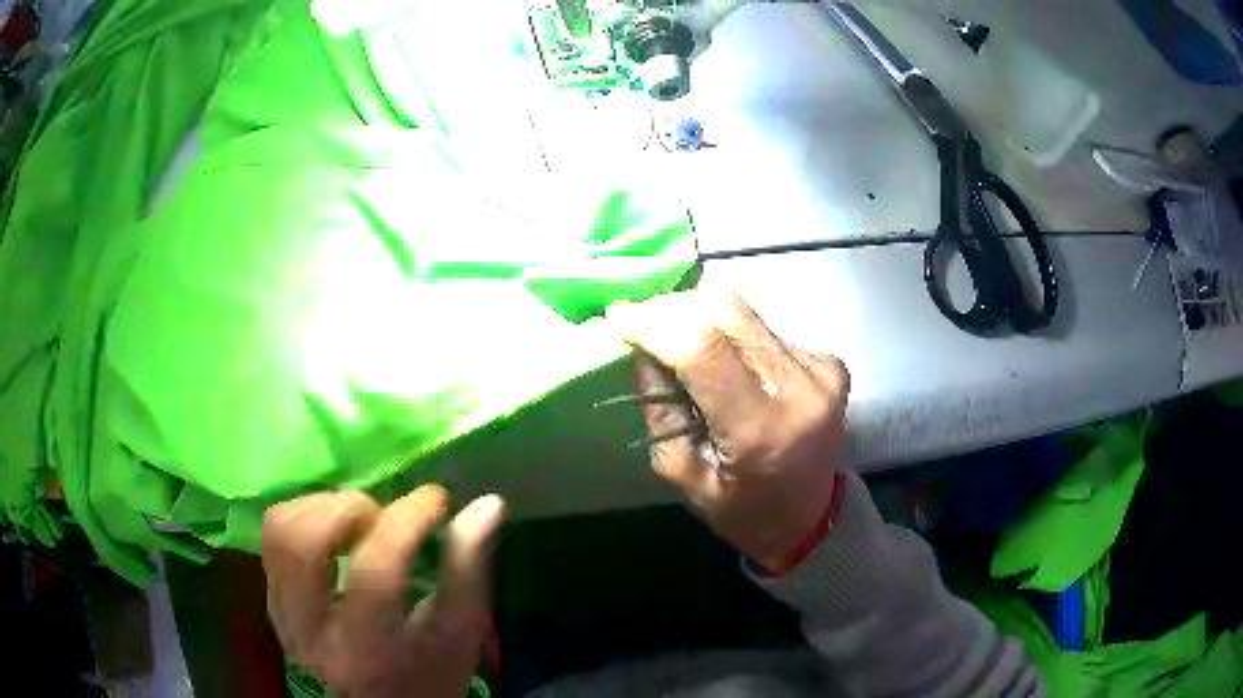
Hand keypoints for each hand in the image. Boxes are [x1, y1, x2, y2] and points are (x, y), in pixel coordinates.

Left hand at [261, 486, 504, 697]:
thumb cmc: (428, 680)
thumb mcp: (459, 639)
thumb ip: (467, 571)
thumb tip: (487, 505)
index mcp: (368, 648)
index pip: (375, 572)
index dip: (407, 520)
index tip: (436, 499)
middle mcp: (313, 630)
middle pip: (302, 542)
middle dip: (347, 507)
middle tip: (382, 514)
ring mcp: (284, 615)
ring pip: (278, 532)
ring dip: (319, 507)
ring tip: (358, 520)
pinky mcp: (273, 602)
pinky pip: (273, 540)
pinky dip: (304, 519)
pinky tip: (336, 531)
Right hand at [608, 291, 849, 570]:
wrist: (809, 519)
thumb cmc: (740, 509)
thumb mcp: (681, 472)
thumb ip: (658, 408)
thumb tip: (643, 348)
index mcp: (759, 429)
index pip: (702, 348)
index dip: (654, 322)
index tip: (618, 318)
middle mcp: (799, 388)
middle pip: (727, 312)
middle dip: (672, 308)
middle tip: (641, 321)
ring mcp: (820, 370)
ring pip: (745, 314)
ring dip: (701, 318)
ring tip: (677, 342)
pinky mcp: (829, 361)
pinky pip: (765, 330)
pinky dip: (732, 336)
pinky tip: (724, 362)